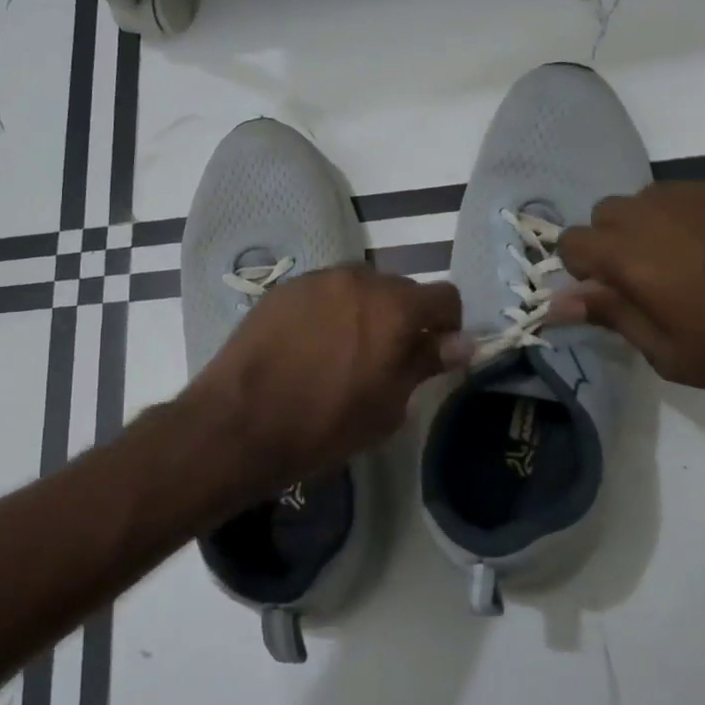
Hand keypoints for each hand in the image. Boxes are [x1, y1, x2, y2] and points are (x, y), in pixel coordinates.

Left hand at [184, 264, 464, 495]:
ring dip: (364, 311)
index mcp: (394, 307)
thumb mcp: (388, 406)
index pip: (444, 297)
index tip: (434, 353)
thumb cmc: (325, 424)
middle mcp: (359, 280)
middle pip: (400, 289)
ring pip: (359, 288)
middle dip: (404, 317)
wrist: (240, 422)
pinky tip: (310, 345)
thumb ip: (425, 363)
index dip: (447, 325)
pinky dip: (329, 311)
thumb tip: (463, 343)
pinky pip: (323, 292)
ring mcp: (317, 279)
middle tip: (387, 357)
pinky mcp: (284, 288)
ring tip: (344, 350)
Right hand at [553, 178, 704, 405]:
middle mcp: (657, 211)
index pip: (571, 241)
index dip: (581, 270)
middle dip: (613, 242)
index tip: (610, 295)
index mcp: (632, 255)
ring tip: (693, 264)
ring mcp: (703, 192)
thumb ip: (610, 315)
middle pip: (606, 212)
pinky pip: (696, 193)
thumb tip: (557, 301)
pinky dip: (696, 216)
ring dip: (652, 226)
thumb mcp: (669, 354)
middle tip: (650, 282)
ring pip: (649, 198)